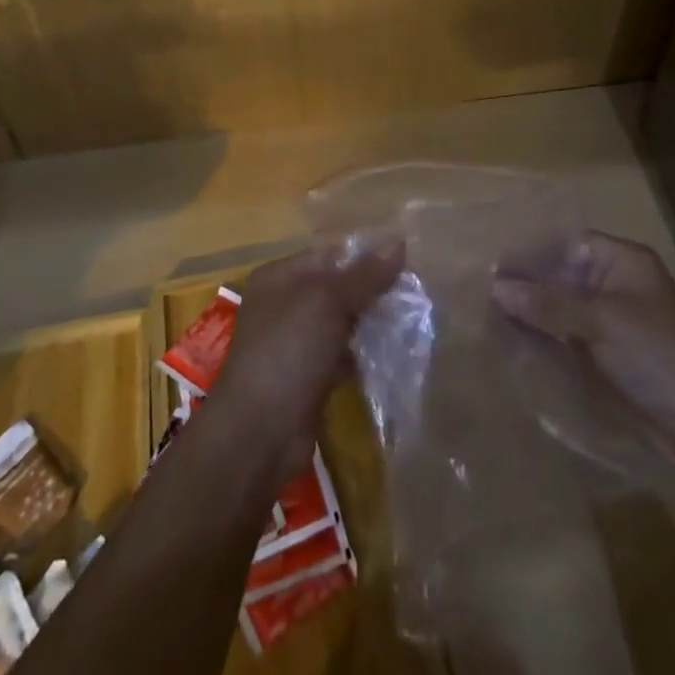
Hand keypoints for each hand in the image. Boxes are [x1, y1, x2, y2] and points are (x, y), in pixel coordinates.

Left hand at [207, 237, 402, 483]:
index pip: (328, 255)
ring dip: (369, 323)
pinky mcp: (306, 377)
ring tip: (410, 321)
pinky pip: (339, 355)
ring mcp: (293, 343)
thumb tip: (399, 242)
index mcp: (279, 276)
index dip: (365, 257)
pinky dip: (361, 354)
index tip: (406, 262)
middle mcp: (283, 304)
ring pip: (339, 323)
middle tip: (414, 294)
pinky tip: (390, 355)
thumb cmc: (289, 351)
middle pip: (335, 288)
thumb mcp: (328, 302)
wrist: (260, 432)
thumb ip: (364, 275)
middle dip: (371, 291)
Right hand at [492, 231, 674, 475]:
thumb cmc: (657, 355)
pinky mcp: (609, 357)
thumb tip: (495, 287)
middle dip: (528, 285)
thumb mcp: (600, 321)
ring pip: (563, 309)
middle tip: (483, 293)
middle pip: (563, 276)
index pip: (568, 243)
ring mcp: (614, 323)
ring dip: (534, 314)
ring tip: (489, 318)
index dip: (533, 252)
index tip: (494, 266)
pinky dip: (546, 339)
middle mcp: (617, 285)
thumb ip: (547, 303)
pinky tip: (515, 344)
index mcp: (624, 262)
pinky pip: (569, 338)